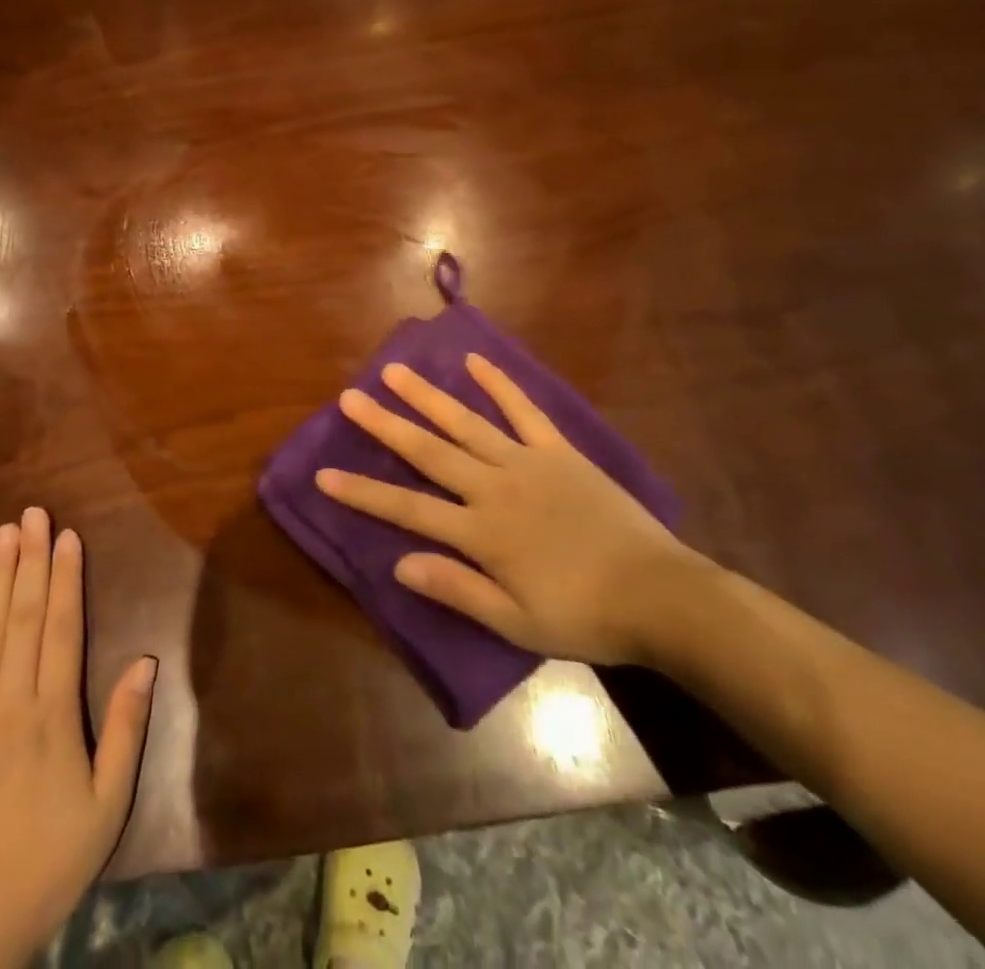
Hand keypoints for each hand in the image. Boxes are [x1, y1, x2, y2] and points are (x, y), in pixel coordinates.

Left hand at [0, 508, 156, 968]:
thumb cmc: (45, 863)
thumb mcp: (106, 807)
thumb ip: (125, 730)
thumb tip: (145, 662)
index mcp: (50, 716)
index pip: (59, 628)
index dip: (65, 577)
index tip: (67, 535)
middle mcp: (5, 702)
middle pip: (20, 616)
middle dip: (28, 559)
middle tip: (32, 512)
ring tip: (3, 533)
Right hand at [316, 354, 709, 665]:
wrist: (660, 595)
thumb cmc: (584, 615)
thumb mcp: (517, 623)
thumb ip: (457, 590)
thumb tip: (399, 564)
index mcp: (482, 532)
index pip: (408, 509)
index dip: (364, 492)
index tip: (324, 475)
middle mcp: (494, 487)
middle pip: (429, 452)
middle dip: (385, 426)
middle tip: (349, 398)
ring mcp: (527, 462)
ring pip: (467, 423)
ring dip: (428, 397)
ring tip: (394, 372)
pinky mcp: (558, 451)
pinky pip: (524, 411)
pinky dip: (499, 385)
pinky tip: (474, 361)